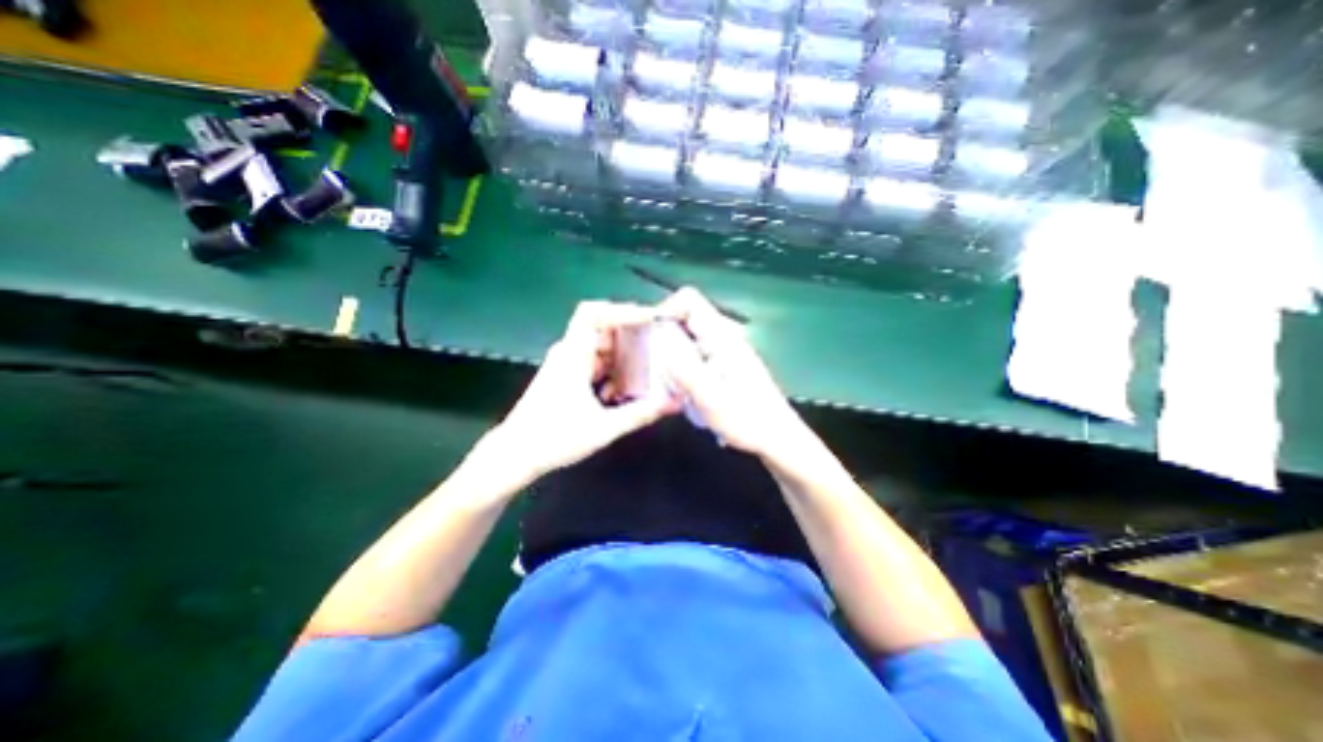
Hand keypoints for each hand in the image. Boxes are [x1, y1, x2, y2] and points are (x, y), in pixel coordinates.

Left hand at [484, 300, 680, 487]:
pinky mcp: (564, 376)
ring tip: (646, 367)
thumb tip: (673, 401)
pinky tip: (624, 389)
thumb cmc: (554, 439)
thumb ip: (640, 414)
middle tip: (657, 344)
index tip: (649, 319)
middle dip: (630, 333)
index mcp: (573, 356)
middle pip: (601, 328)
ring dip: (622, 354)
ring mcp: (564, 364)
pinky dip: (611, 368)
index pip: (594, 313)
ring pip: (598, 346)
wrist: (514, 454)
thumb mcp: (604, 428)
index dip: (622, 310)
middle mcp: (568, 353)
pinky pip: (593, 361)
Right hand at [662, 286, 806, 455]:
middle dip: (663, 336)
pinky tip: (681, 389)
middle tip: (651, 363)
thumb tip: (659, 342)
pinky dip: (682, 365)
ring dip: (671, 354)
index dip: (665, 310)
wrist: (777, 439)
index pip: (690, 301)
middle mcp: (724, 338)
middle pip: (686, 319)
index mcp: (722, 337)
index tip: (649, 336)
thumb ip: (684, 368)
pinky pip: (695, 354)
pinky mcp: (725, 365)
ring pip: (689, 338)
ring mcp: (726, 351)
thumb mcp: (710, 397)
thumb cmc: (747, 420)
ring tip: (663, 380)